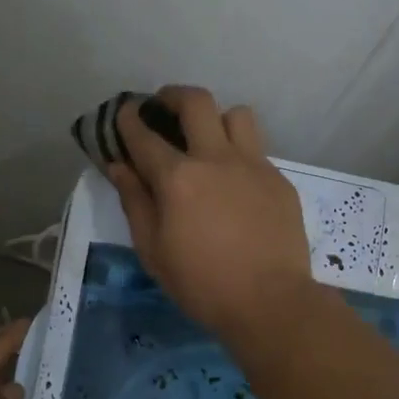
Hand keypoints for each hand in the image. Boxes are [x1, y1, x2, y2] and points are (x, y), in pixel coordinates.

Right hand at [106, 86, 314, 341]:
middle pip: (196, 102)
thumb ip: (135, 201)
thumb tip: (119, 166)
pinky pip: (257, 149)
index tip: (125, 113)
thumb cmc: (201, 284)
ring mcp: (254, 165)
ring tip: (207, 139)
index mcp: (179, 178)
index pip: (145, 135)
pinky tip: (234, 183)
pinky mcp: (279, 179)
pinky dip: (239, 154)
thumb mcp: (153, 250)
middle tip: (164, 107)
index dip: (129, 120)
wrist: (270, 303)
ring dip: (216, 119)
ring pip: (236, 115)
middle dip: (173, 95)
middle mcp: (217, 158)